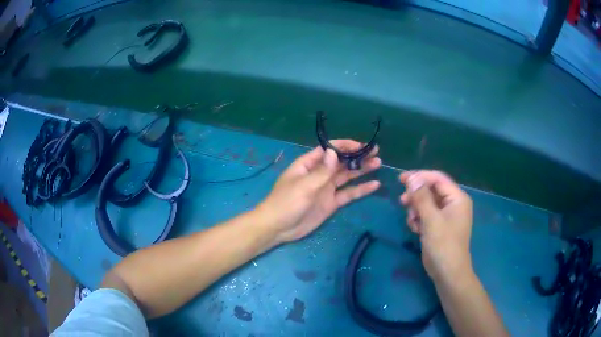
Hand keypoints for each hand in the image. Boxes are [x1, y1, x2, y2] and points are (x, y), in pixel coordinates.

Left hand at [258, 140, 381, 243]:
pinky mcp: (331, 203)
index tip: (362, 145)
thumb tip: (334, 152)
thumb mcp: (304, 186)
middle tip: (376, 152)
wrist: (278, 228)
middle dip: (357, 156)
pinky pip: (348, 194)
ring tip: (378, 163)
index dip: (345, 146)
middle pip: (341, 162)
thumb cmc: (286, 202)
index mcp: (309, 164)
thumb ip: (322, 171)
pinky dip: (361, 190)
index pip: (329, 150)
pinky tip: (374, 185)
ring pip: (347, 176)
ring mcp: (326, 188)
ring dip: (362, 170)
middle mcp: (320, 174)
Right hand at [399, 170, 472, 281]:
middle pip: (432, 190)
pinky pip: (427, 215)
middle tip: (402, 201)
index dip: (419, 176)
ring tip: (410, 220)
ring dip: (416, 208)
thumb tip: (412, 178)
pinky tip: (414, 228)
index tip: (401, 179)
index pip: (438, 179)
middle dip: (416, 195)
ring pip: (428, 203)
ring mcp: (447, 216)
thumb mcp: (431, 220)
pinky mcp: (440, 226)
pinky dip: (419, 219)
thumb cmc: (443, 245)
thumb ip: (421, 197)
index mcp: (457, 198)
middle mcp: (453, 204)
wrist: (448, 274)